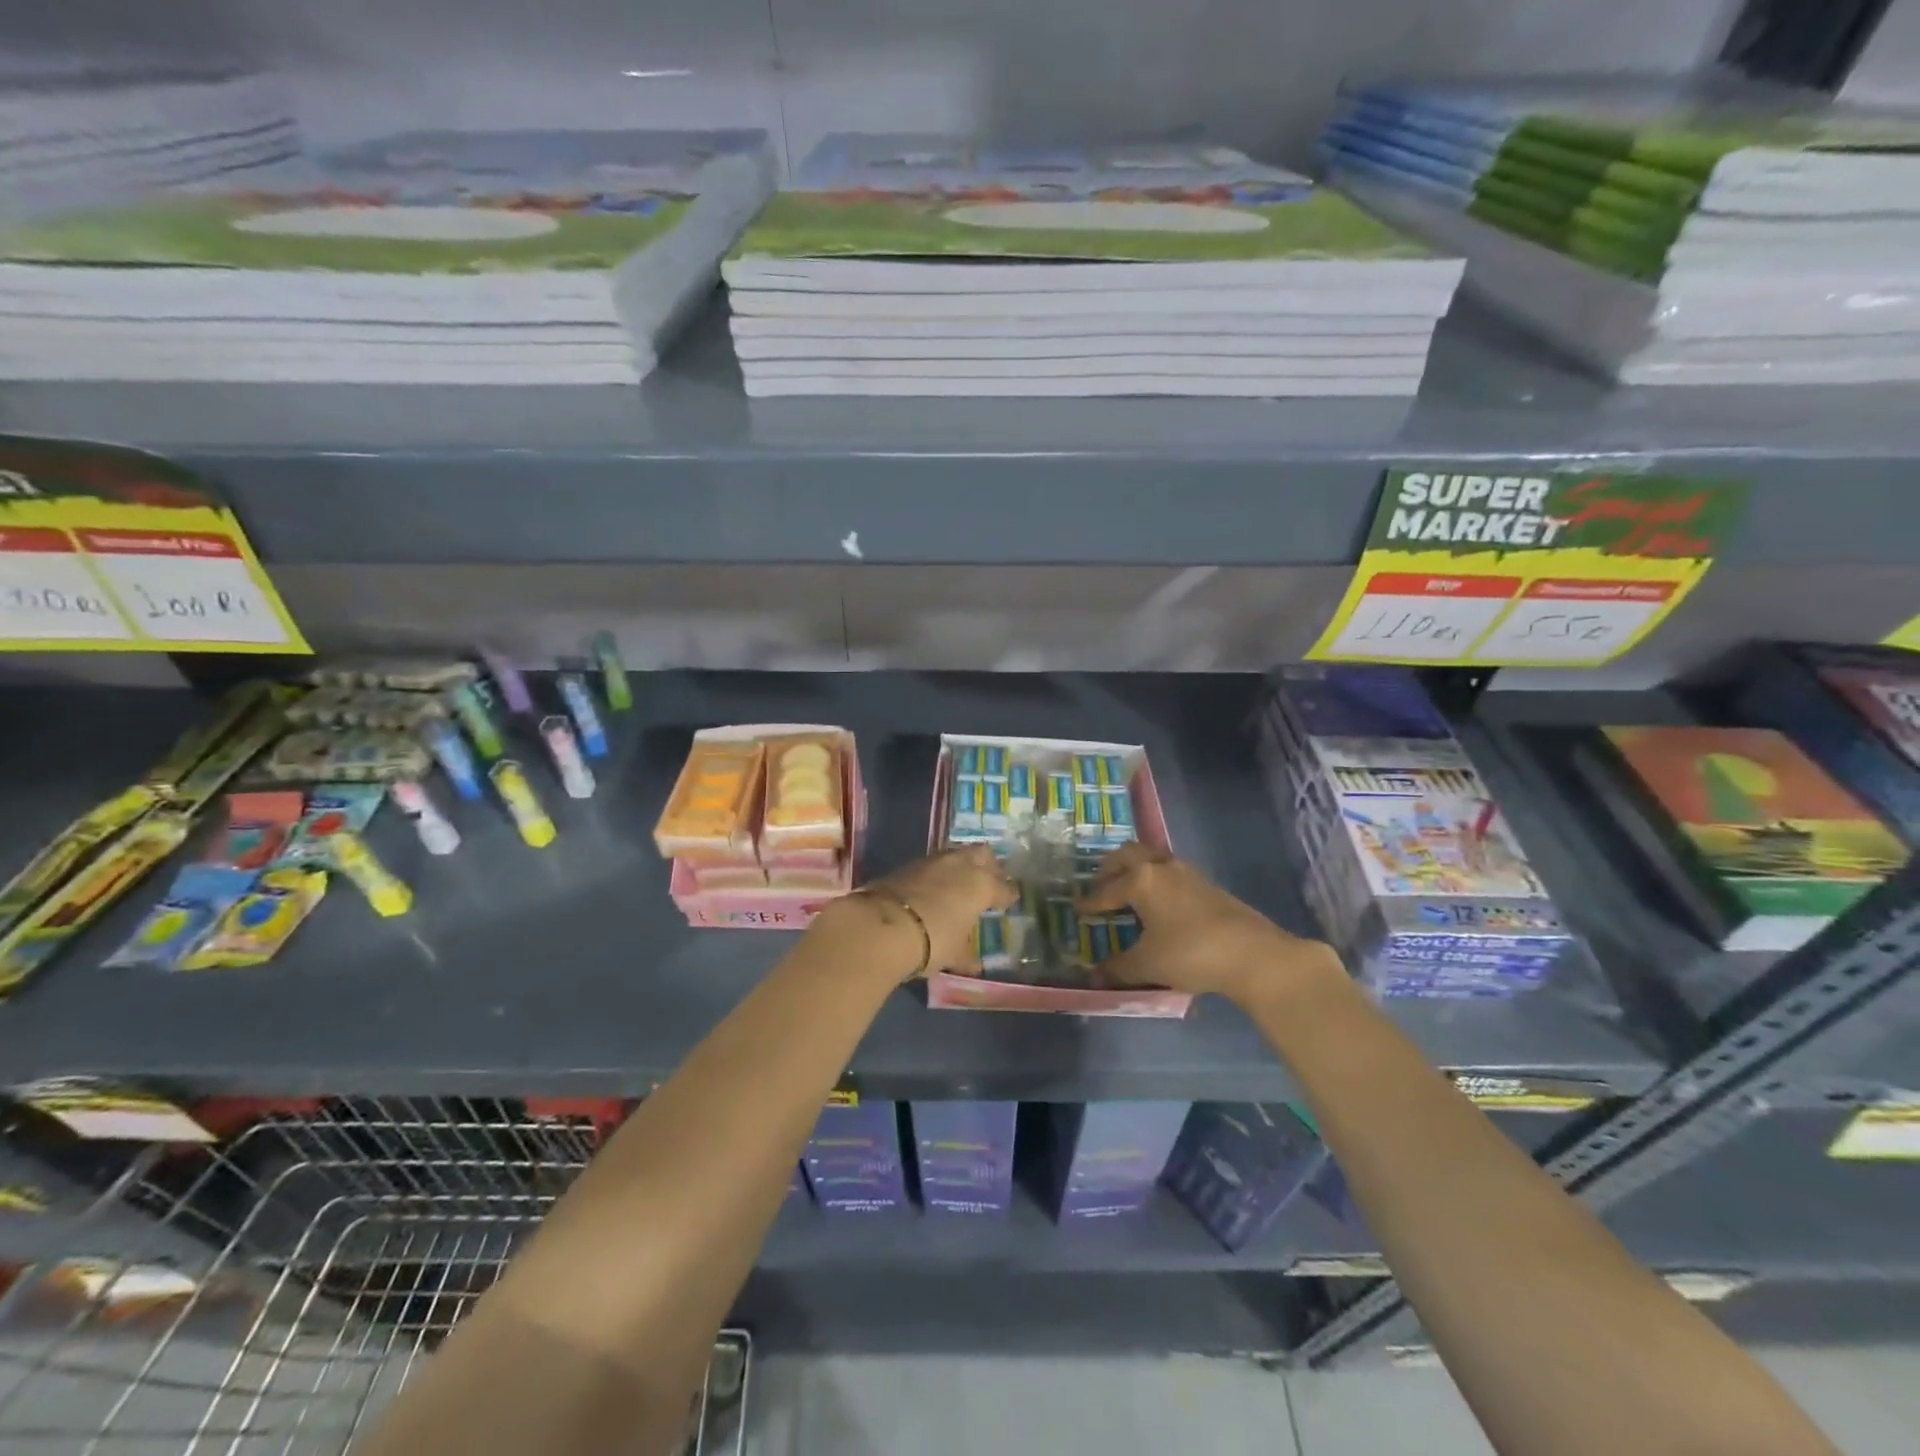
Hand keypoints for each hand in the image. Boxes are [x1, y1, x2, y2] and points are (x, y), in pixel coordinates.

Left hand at [816, 845, 1015, 983]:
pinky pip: (932, 864)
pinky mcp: (907, 864)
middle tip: (989, 881)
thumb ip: (966, 954)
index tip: (1009, 899)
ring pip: (956, 854)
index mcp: (981, 884)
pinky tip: (934, 887)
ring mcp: (932, 861)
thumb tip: (974, 963)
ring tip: (961, 883)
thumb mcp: (953, 953)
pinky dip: (937, 873)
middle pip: (982, 854)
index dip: (1007, 894)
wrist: (881, 926)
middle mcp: (960, 865)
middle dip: (988, 866)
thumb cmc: (931, 941)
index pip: (1003, 887)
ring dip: (961, 865)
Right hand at [1075, 843, 1343, 1005]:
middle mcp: (1161, 867)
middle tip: (1100, 883)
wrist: (1253, 954)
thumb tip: (1094, 975)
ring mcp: (1187, 873)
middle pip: (1128, 854)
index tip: (1077, 908)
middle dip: (1110, 866)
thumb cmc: (1190, 953)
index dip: (1090, 901)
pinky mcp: (1207, 884)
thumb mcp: (1148, 964)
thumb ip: (1118, 968)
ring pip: (1152, 858)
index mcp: (1141, 880)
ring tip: (1128, 889)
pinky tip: (1159, 901)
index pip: (1106, 889)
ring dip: (1136, 868)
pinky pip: (1170, 871)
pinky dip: (1156, 878)